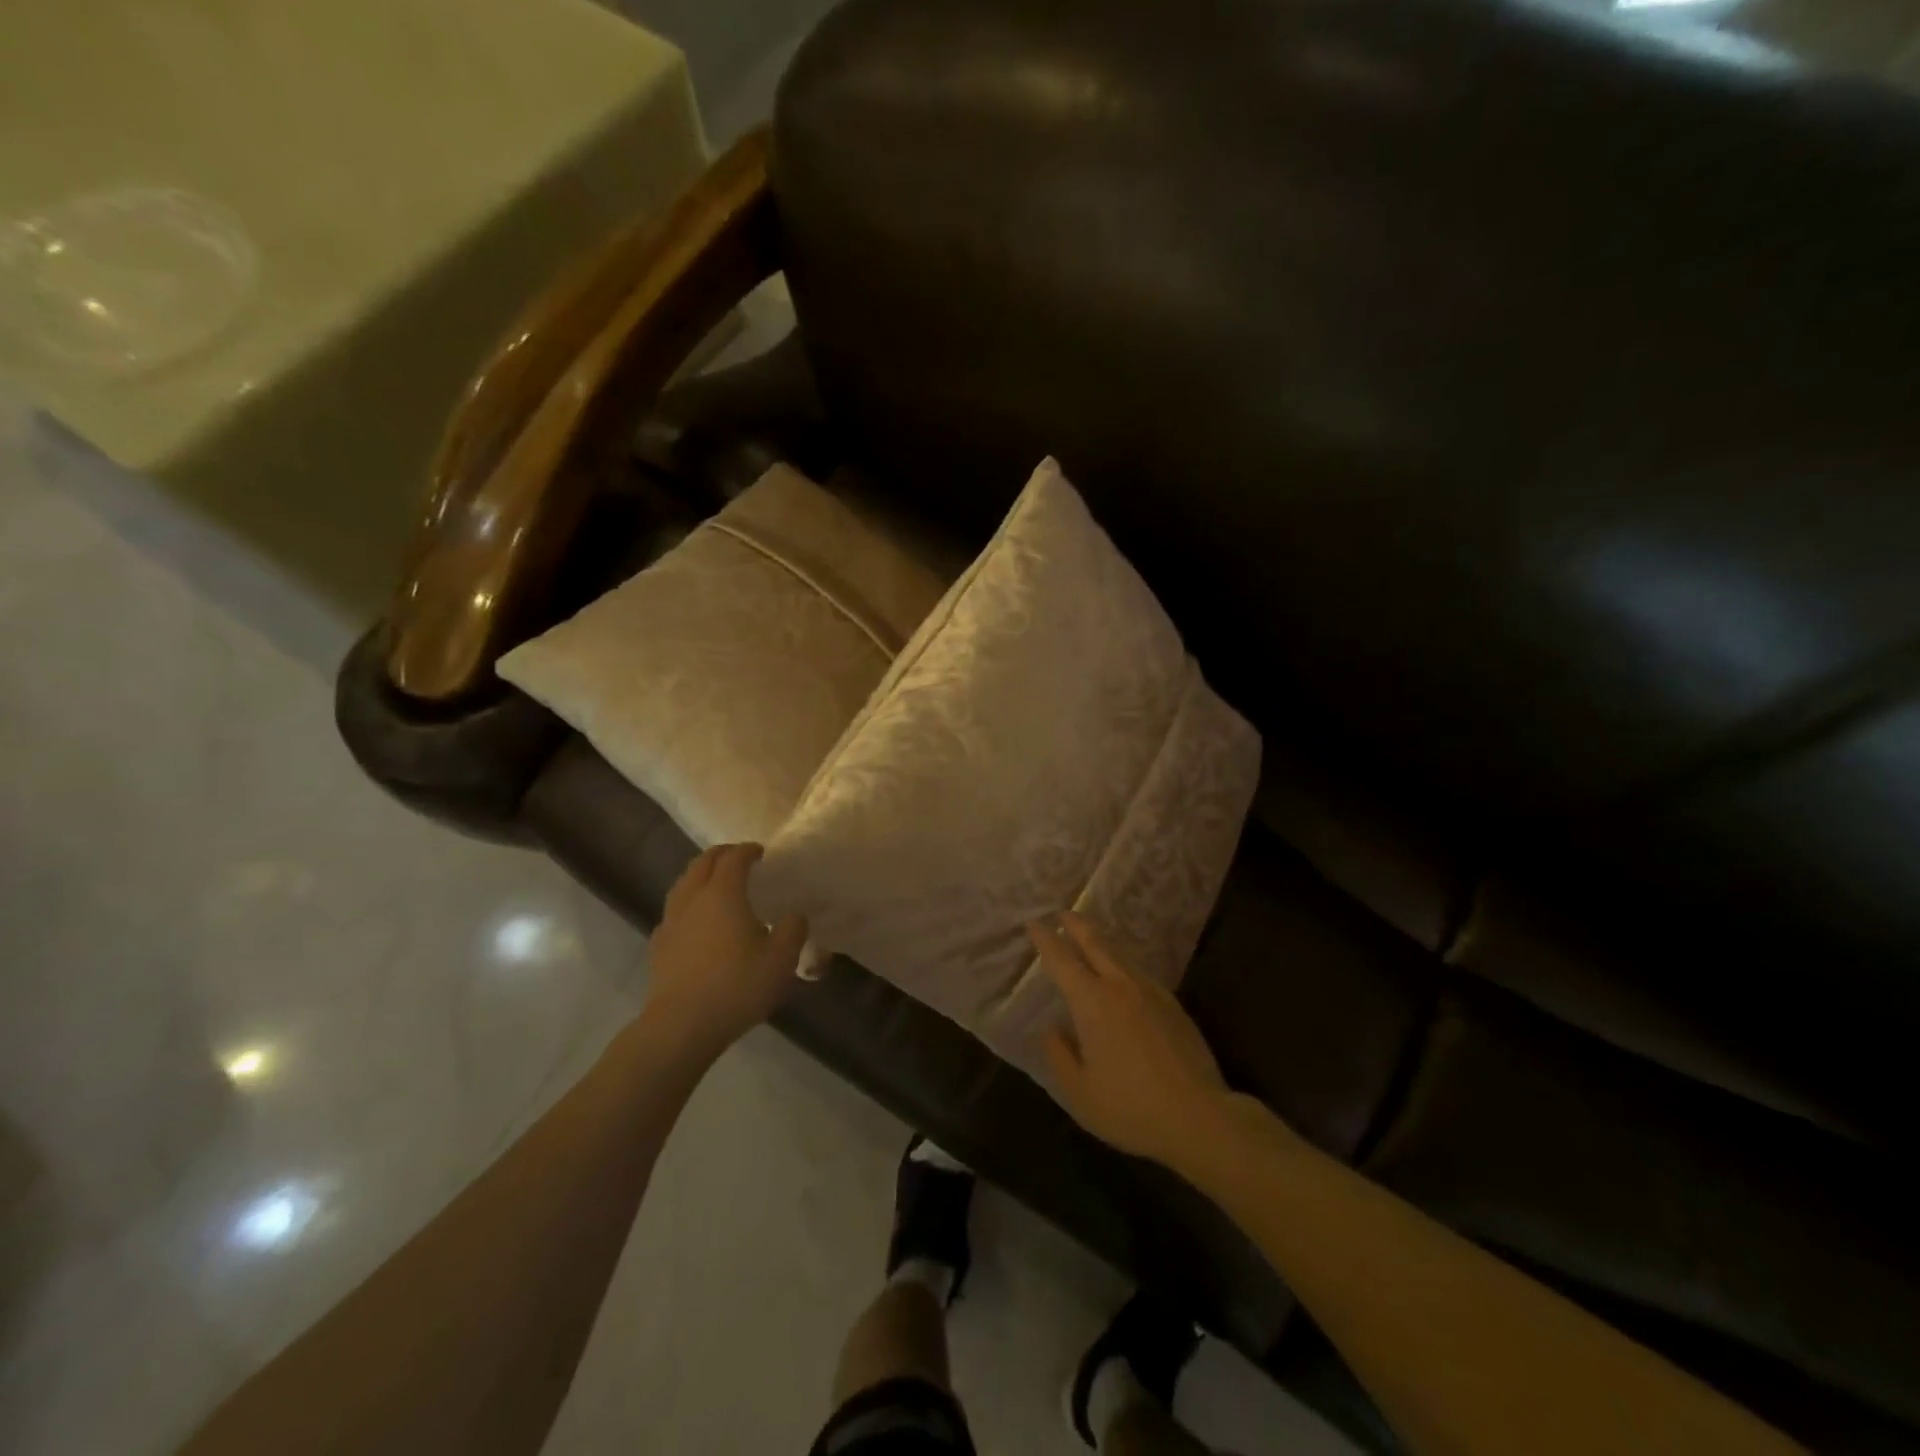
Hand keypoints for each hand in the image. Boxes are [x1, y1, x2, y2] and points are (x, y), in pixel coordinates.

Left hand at [646, 844, 808, 1053]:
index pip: (734, 857)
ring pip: (683, 884)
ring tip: (717, 886)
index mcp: (723, 893)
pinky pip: (674, 911)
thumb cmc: (736, 986)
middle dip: (722, 855)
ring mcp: (671, 921)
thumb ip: (793, 929)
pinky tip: (697, 922)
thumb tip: (794, 915)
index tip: (761, 853)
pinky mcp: (659, 945)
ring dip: (701, 876)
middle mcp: (693, 898)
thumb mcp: (781, 959)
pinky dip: (688, 904)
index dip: (748, 850)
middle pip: (703, 863)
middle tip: (739, 860)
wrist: (681, 1026)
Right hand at [1029, 913, 1229, 1167]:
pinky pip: (1139, 973)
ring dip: (1101, 943)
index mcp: (1092, 1002)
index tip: (1034, 923)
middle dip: (1076, 925)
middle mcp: (1120, 986)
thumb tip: (1052, 1029)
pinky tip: (1123, 977)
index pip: (1062, 960)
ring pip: (1120, 956)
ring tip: (1090, 940)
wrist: (1199, 1117)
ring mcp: (1151, 992)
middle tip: (1062, 913)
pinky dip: (1122, 965)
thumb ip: (1059, 1055)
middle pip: (1095, 943)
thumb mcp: (1079, 1092)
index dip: (1045, 939)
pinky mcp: (1173, 1005)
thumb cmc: (1131, 1107)